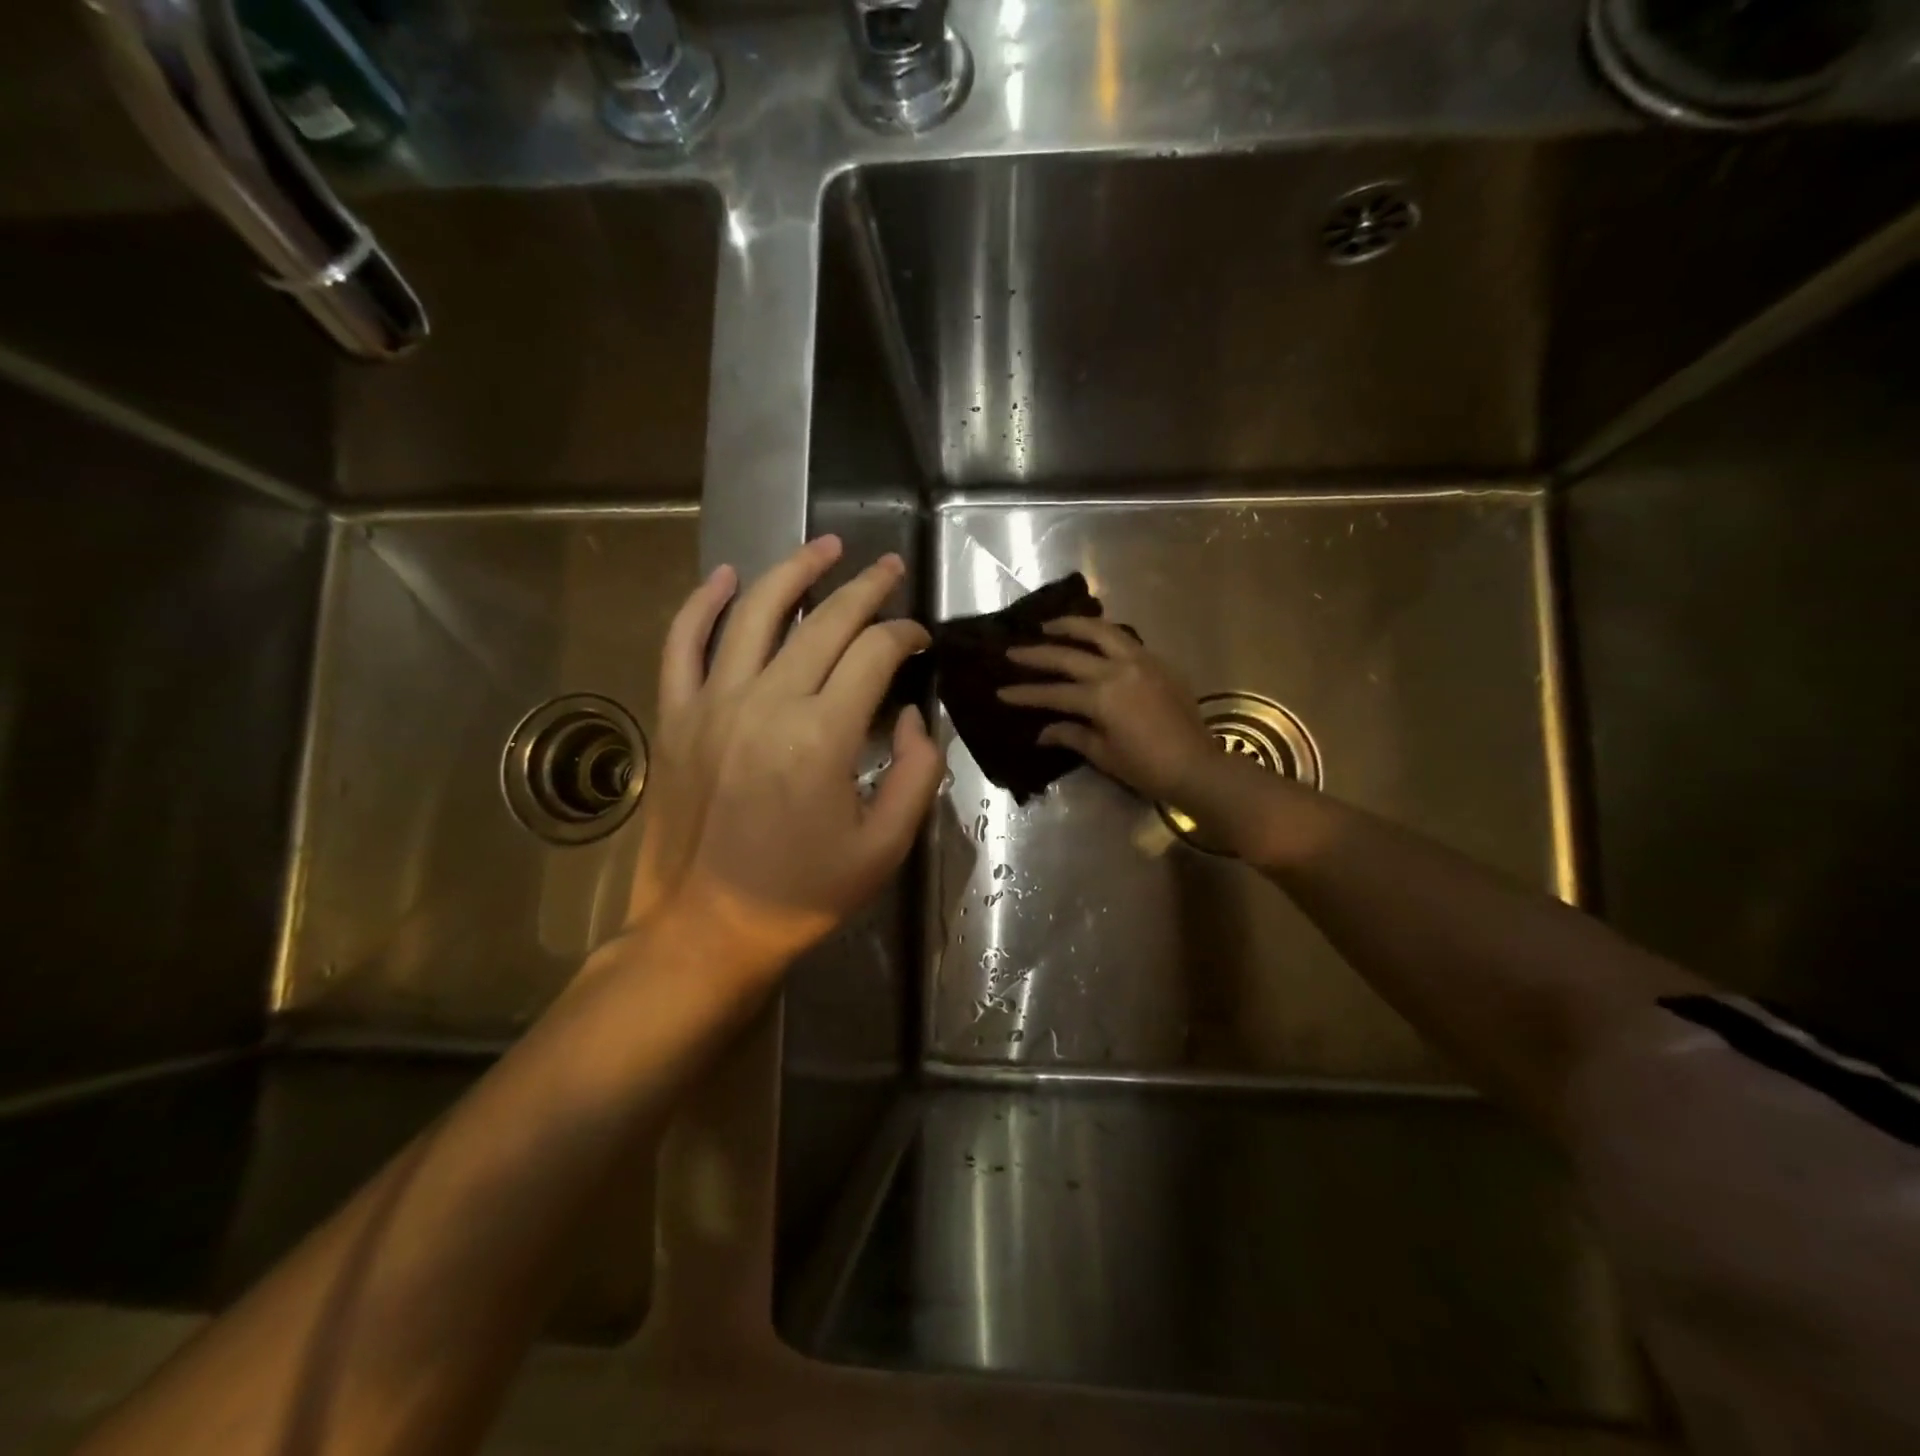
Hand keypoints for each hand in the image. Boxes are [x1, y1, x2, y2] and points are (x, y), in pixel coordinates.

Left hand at [623, 536, 942, 986]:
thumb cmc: (802, 894)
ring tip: (824, 547)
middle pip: (823, 620)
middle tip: (889, 568)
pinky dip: (700, 603)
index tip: (921, 640)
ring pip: (753, 612)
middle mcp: (765, 703)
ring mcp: (710, 704)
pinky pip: (681, 643)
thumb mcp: (885, 847)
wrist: (706, 930)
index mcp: (822, 736)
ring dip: (793, 571)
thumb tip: (907, 713)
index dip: (906, 636)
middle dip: (865, 588)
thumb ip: (916, 772)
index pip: (874, 653)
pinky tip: (724, 576)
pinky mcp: (673, 716)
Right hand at [998, 618, 1216, 805]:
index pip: (1053, 692)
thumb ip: (1071, 735)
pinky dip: (1102, 635)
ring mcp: (1140, 661)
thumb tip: (1043, 731)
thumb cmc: (1146, 768)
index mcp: (1101, 697)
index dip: (1025, 693)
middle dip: (1037, 653)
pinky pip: (1124, 639)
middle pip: (1069, 655)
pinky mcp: (1157, 663)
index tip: (1000, 692)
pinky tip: (1090, 638)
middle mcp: (1117, 670)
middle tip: (1012, 650)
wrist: (1197, 766)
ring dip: (1072, 626)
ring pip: (1100, 632)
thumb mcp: (1103, 754)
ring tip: (1050, 626)